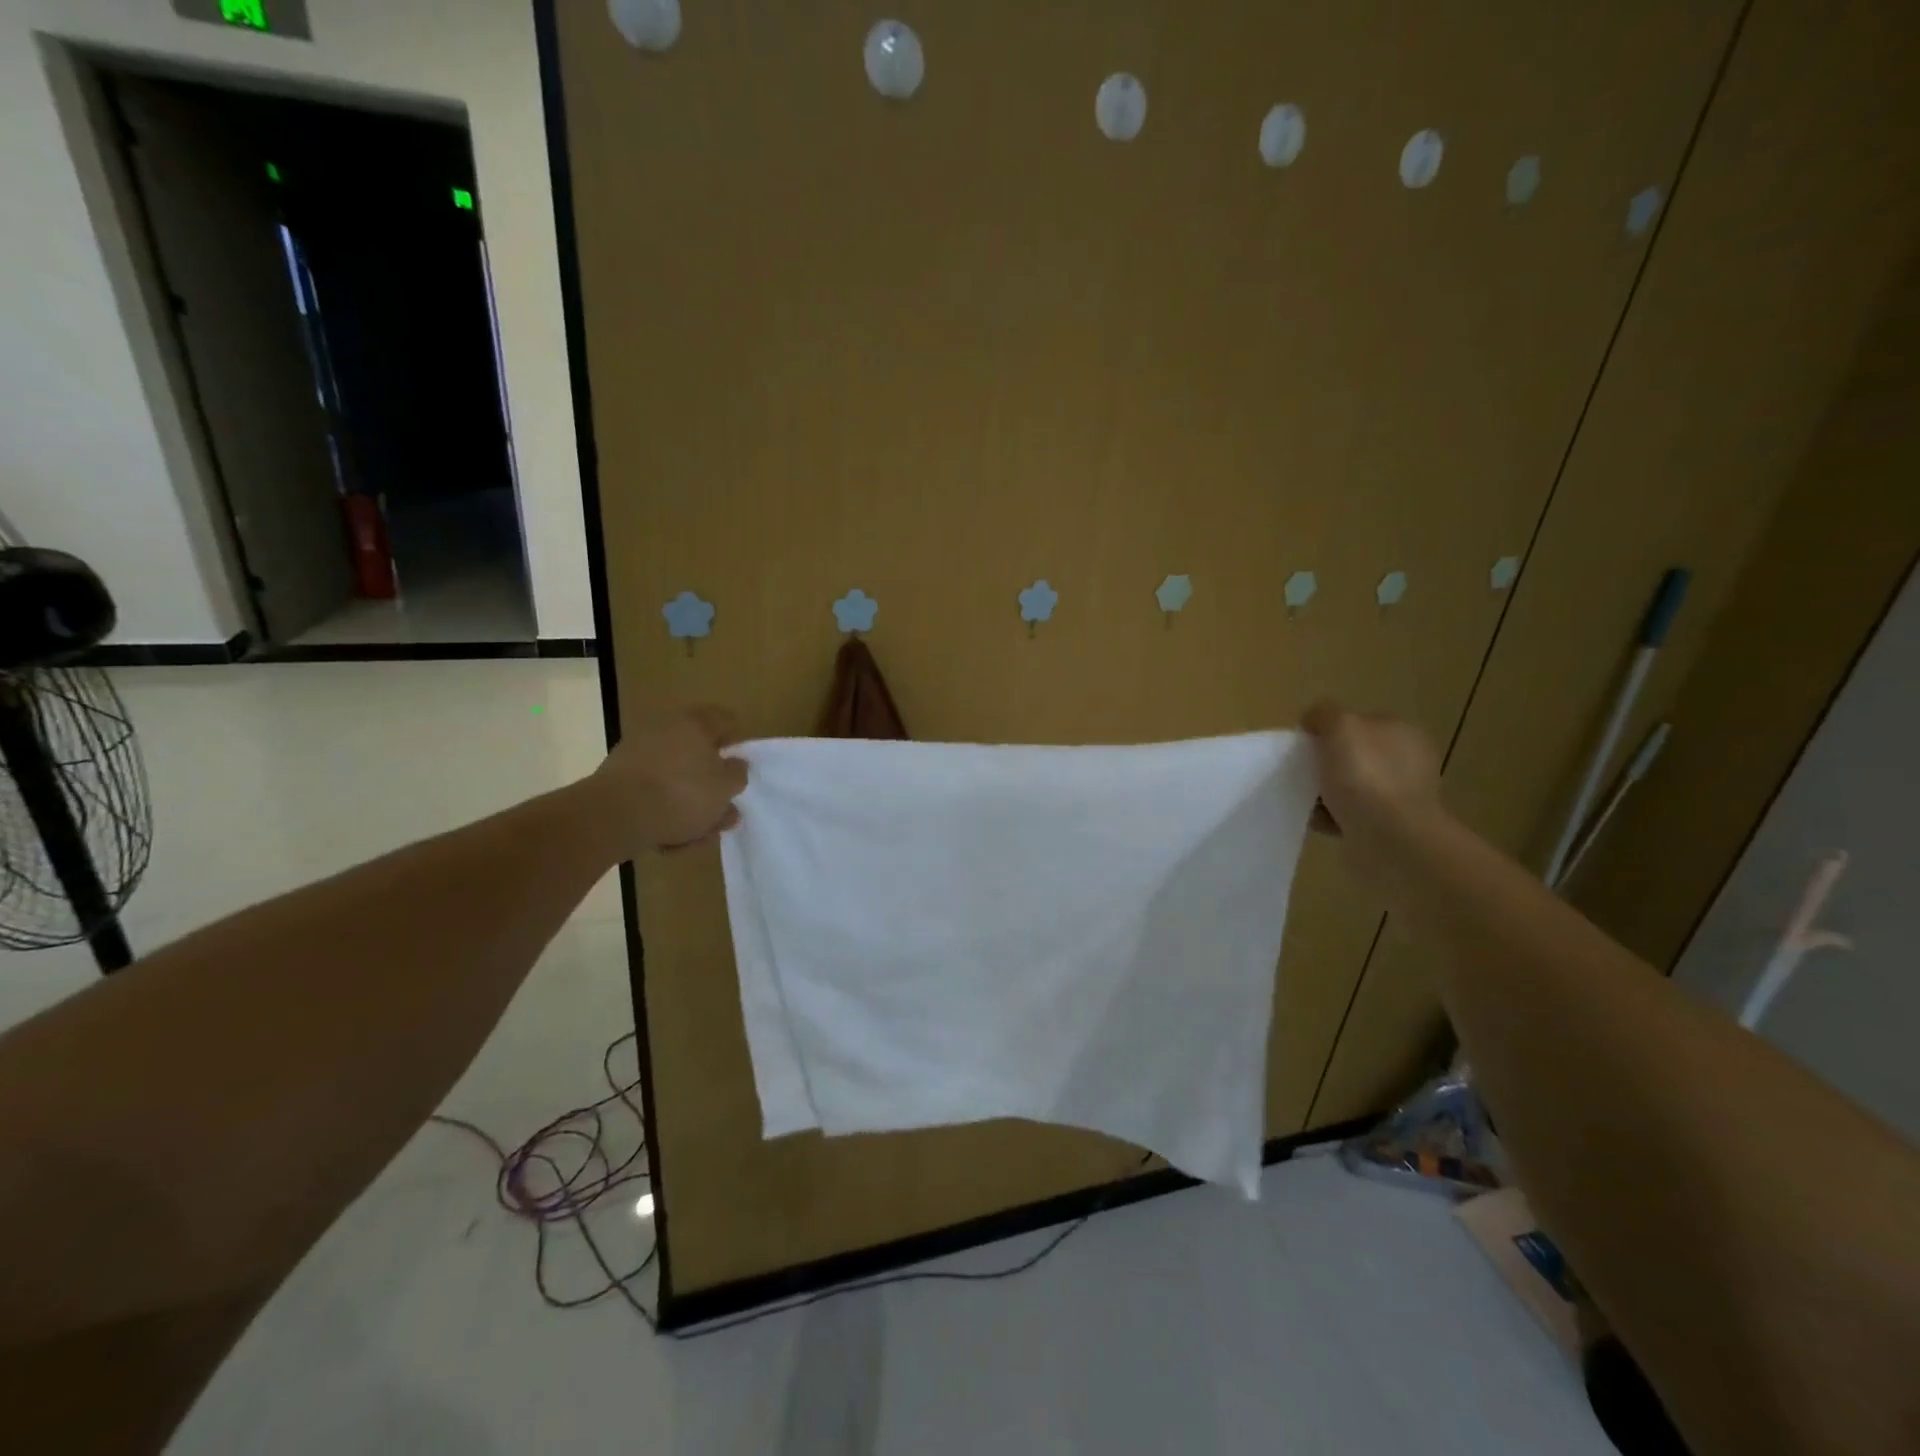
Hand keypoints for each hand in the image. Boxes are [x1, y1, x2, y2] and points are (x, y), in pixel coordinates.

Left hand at [588, 706, 747, 855]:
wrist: (615, 815)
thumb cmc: (682, 794)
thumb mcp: (726, 787)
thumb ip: (738, 774)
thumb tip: (736, 764)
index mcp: (695, 724)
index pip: (725, 720)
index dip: (735, 743)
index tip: (739, 769)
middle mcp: (665, 730)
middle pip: (698, 756)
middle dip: (711, 788)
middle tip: (721, 814)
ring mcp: (638, 754)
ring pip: (675, 781)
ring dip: (688, 807)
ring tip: (697, 837)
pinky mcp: (618, 779)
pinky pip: (651, 794)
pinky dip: (662, 812)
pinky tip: (669, 840)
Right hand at [1301, 701, 1444, 866]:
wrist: (1391, 839)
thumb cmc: (1366, 776)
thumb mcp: (1340, 726)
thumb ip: (1324, 714)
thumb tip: (1314, 720)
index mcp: (1401, 731)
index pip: (1358, 721)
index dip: (1328, 729)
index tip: (1304, 744)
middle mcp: (1406, 760)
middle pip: (1352, 754)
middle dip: (1325, 763)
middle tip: (1302, 773)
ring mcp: (1400, 795)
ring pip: (1348, 786)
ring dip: (1324, 793)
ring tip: (1306, 800)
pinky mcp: (1389, 826)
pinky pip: (1349, 815)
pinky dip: (1331, 817)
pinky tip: (1318, 821)